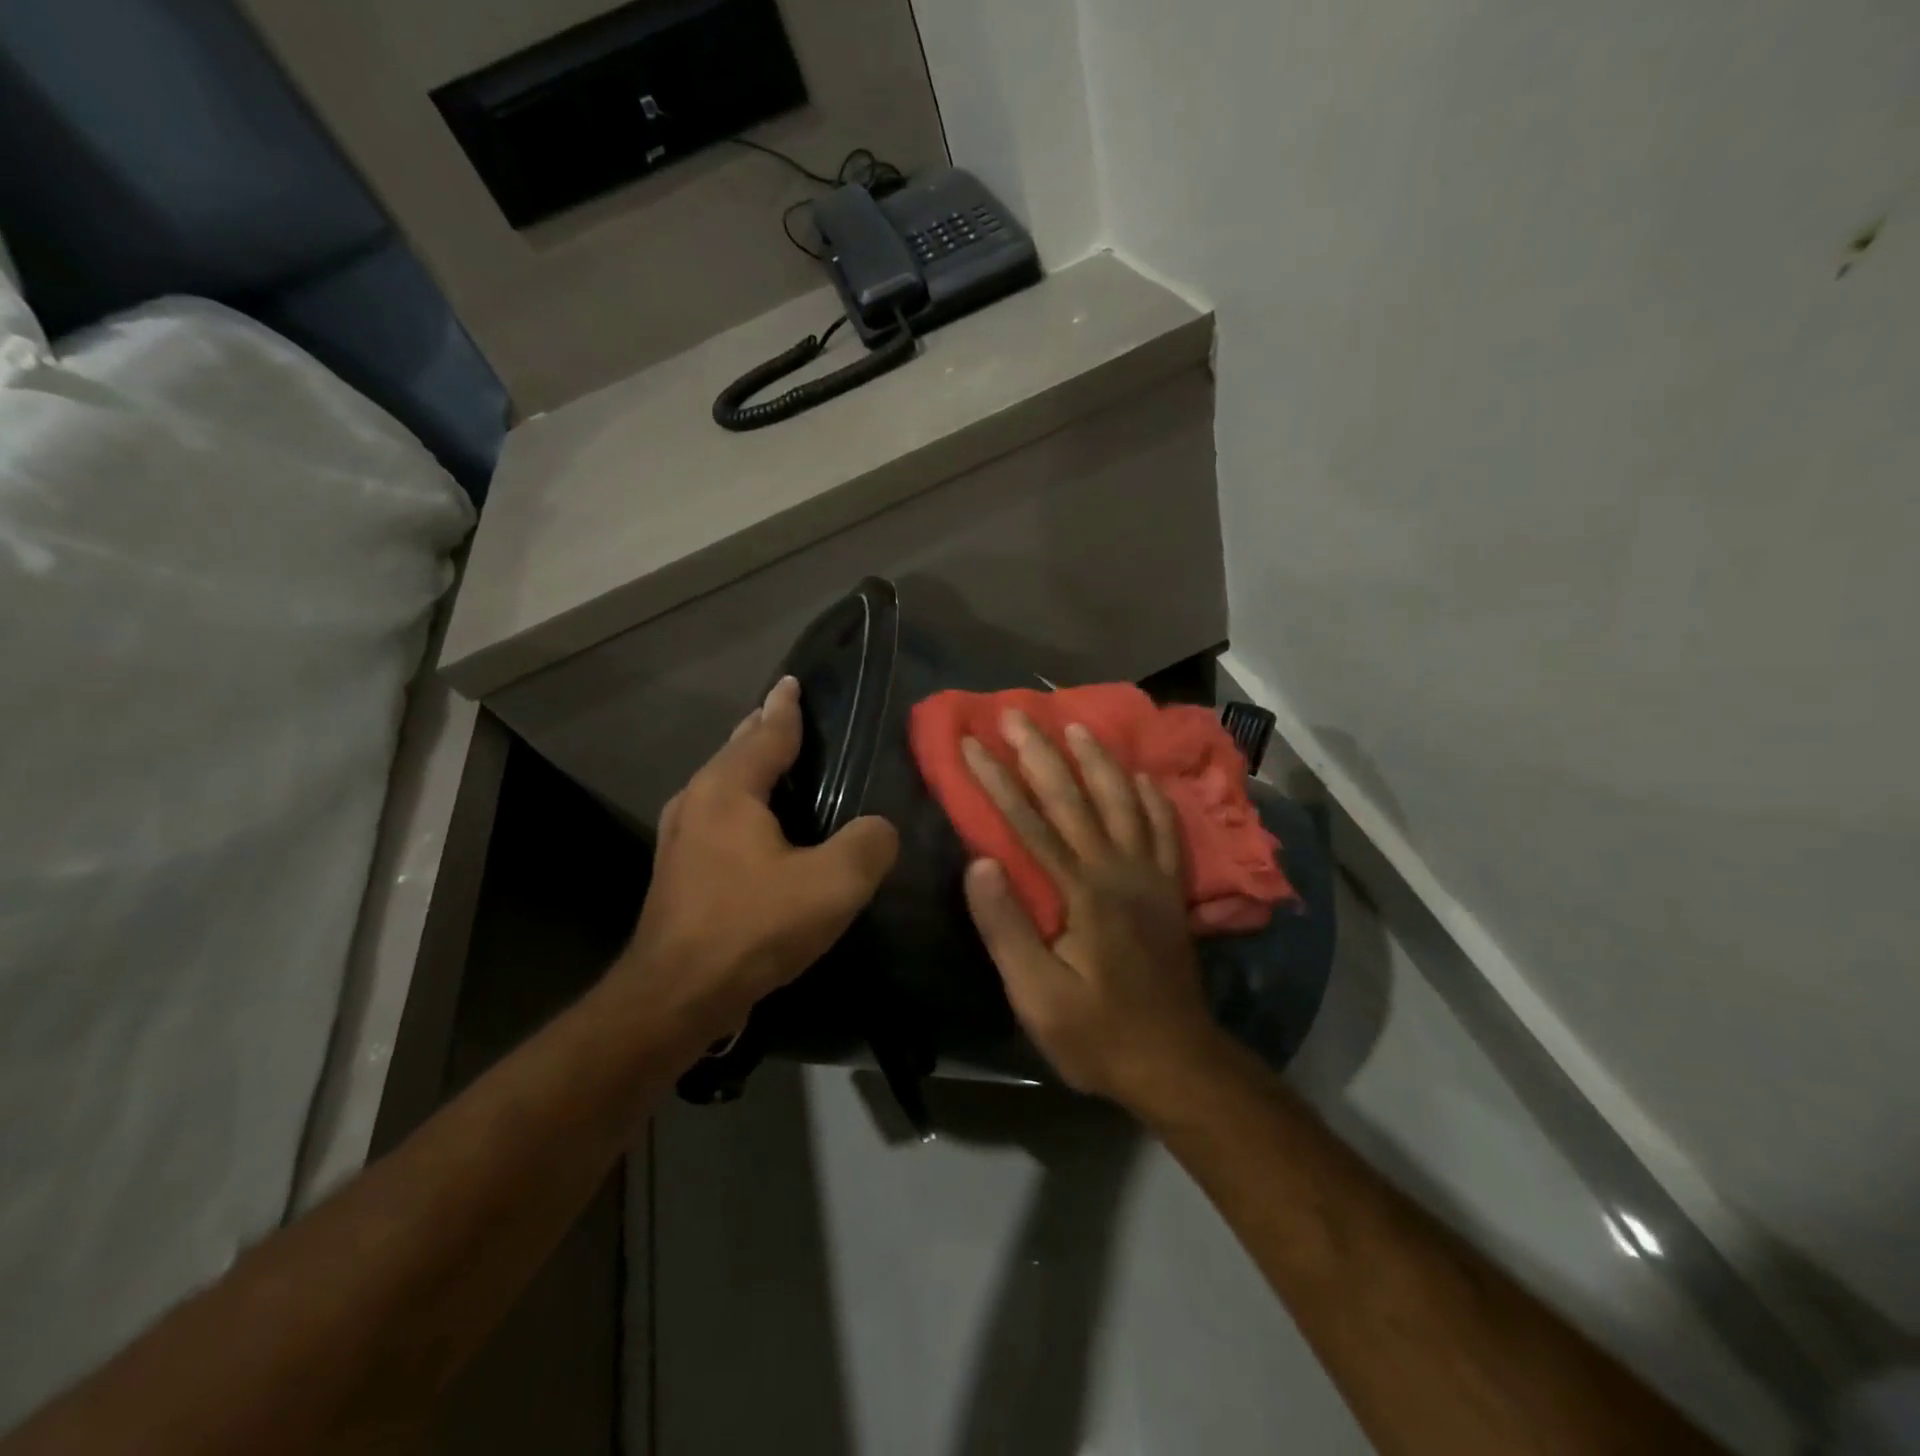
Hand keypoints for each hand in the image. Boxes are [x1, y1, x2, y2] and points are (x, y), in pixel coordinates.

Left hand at [615, 676, 898, 1051]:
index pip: (765, 732)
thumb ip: (868, 844)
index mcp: (728, 789)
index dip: (785, 707)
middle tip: (794, 717)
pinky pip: (720, 816)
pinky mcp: (680, 870)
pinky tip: (765, 826)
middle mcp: (697, 801)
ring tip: (783, 765)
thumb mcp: (832, 884)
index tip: (793, 681)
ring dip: (752, 769)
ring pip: (724, 785)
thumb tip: (881, 828)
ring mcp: (681, 837)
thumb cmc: (752, 927)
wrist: (675, 997)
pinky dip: (745, 804)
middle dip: (763, 731)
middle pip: (737, 751)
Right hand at [960, 710, 1228, 1110]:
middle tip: (1017, 712)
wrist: (1176, 1062)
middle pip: (1075, 798)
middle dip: (1041, 752)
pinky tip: (1141, 777)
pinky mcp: (1170, 890)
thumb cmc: (1098, 1033)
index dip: (995, 780)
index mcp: (1081, 892)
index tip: (970, 742)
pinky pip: (1164, 830)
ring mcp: (1150, 877)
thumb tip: (979, 862)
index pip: (1029, 823)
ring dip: (1098, 760)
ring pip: (1123, 802)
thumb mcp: (1038, 997)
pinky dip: (1151, 798)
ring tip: (1077, 725)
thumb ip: (1009, 928)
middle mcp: (1118, 870)